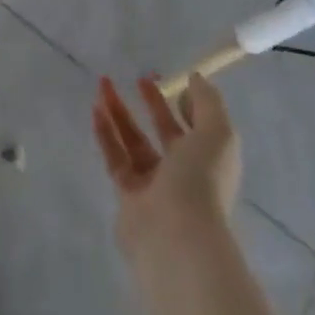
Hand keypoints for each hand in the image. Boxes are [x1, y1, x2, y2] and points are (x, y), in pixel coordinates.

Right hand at [93, 73, 241, 256]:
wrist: (177, 236)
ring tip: (103, 84)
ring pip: (135, 142)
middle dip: (151, 104)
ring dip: (120, 112)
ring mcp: (154, 186)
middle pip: (164, 132)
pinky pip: (115, 158)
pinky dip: (105, 133)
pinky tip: (95, 109)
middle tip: (136, 77)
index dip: (184, 103)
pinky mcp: (127, 196)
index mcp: (208, 160)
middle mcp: (183, 173)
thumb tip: (194, 79)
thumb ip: (208, 102)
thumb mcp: (218, 133)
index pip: (196, 127)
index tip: (167, 79)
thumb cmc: (202, 180)